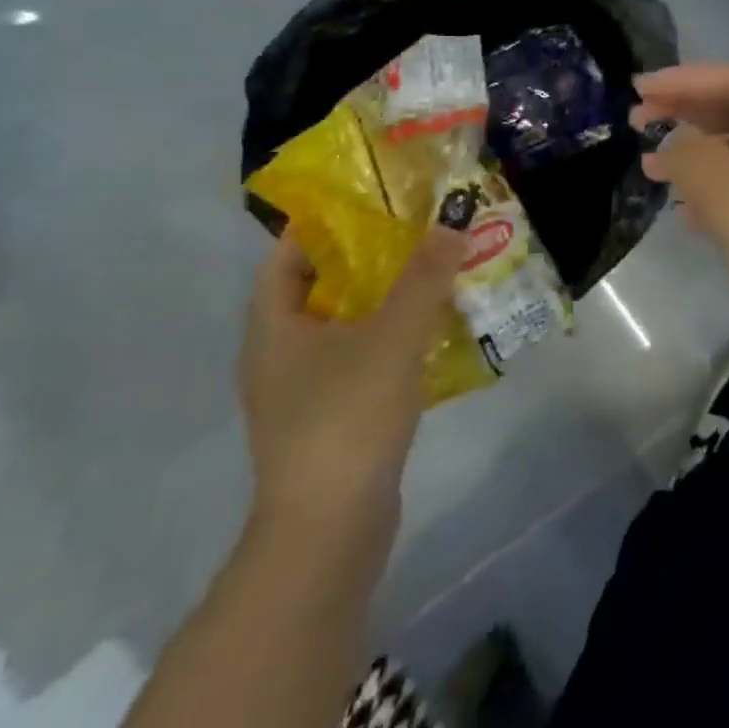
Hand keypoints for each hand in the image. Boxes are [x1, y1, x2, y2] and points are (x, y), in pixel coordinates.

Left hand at [236, 230, 466, 536]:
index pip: (286, 257)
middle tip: (416, 227)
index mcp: (274, 329)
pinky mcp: (332, 419)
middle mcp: (280, 356)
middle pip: (321, 288)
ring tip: (434, 269)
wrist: (329, 531)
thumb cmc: (346, 418)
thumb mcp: (392, 336)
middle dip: (367, 256)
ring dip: (386, 297)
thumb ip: (425, 276)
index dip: (320, 224)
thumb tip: (454, 218)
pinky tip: (434, 329)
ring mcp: (303, 392)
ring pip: (346, 325)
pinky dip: (392, 336)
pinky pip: (361, 358)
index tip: (368, 197)